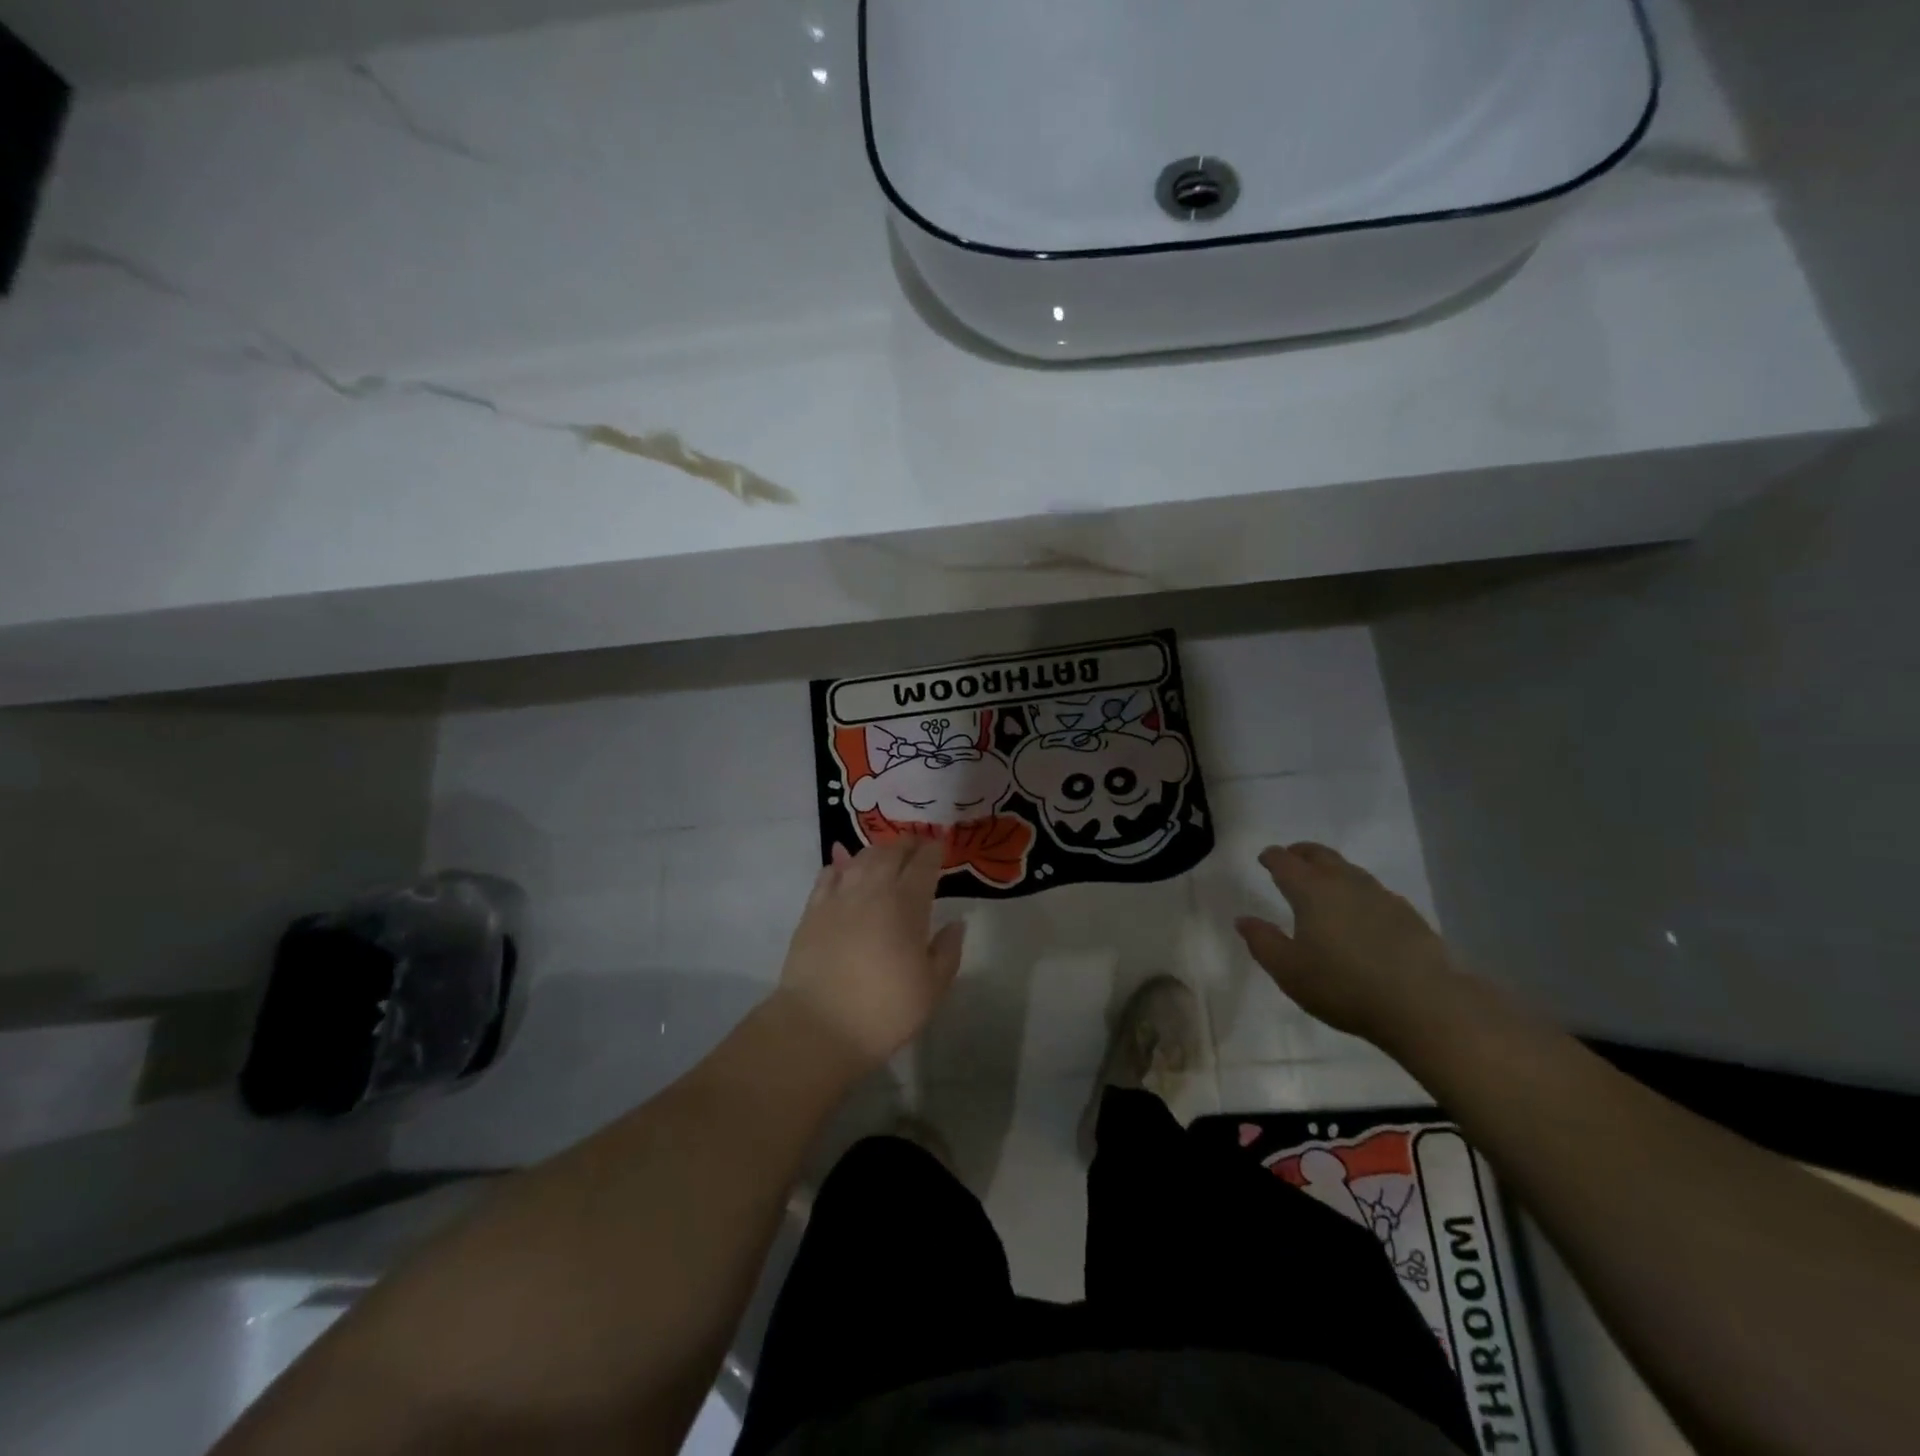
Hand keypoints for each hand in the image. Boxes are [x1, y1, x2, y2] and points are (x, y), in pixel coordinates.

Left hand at [776, 838, 965, 1067]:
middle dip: (907, 844)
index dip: (934, 850)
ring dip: (877, 851)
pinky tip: (845, 870)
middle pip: (891, 852)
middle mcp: (873, 890)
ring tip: (885, 853)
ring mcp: (838, 897)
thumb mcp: (932, 988)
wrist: (819, 1026)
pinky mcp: (812, 910)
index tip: (940, 845)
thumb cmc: (885, 1010)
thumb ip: (947, 951)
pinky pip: (828, 875)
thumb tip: (956, 923)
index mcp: (907, 904)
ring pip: (860, 858)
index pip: (923, 863)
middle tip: (916, 845)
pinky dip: (841, 866)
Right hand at [1234, 843, 1462, 1051]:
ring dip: (1332, 870)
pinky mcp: (1408, 915)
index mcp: (1311, 890)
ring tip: (1324, 884)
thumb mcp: (1288, 971)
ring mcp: (1380, 896)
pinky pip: (1374, 892)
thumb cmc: (1344, 986)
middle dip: (1301, 853)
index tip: (1265, 859)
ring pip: (1349, 870)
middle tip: (1291, 858)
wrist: (1424, 1005)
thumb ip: (1262, 942)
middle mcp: (1345, 883)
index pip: (1285, 862)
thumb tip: (1244, 920)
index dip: (1272, 857)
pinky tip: (1361, 912)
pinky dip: (1358, 893)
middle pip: (1320, 855)